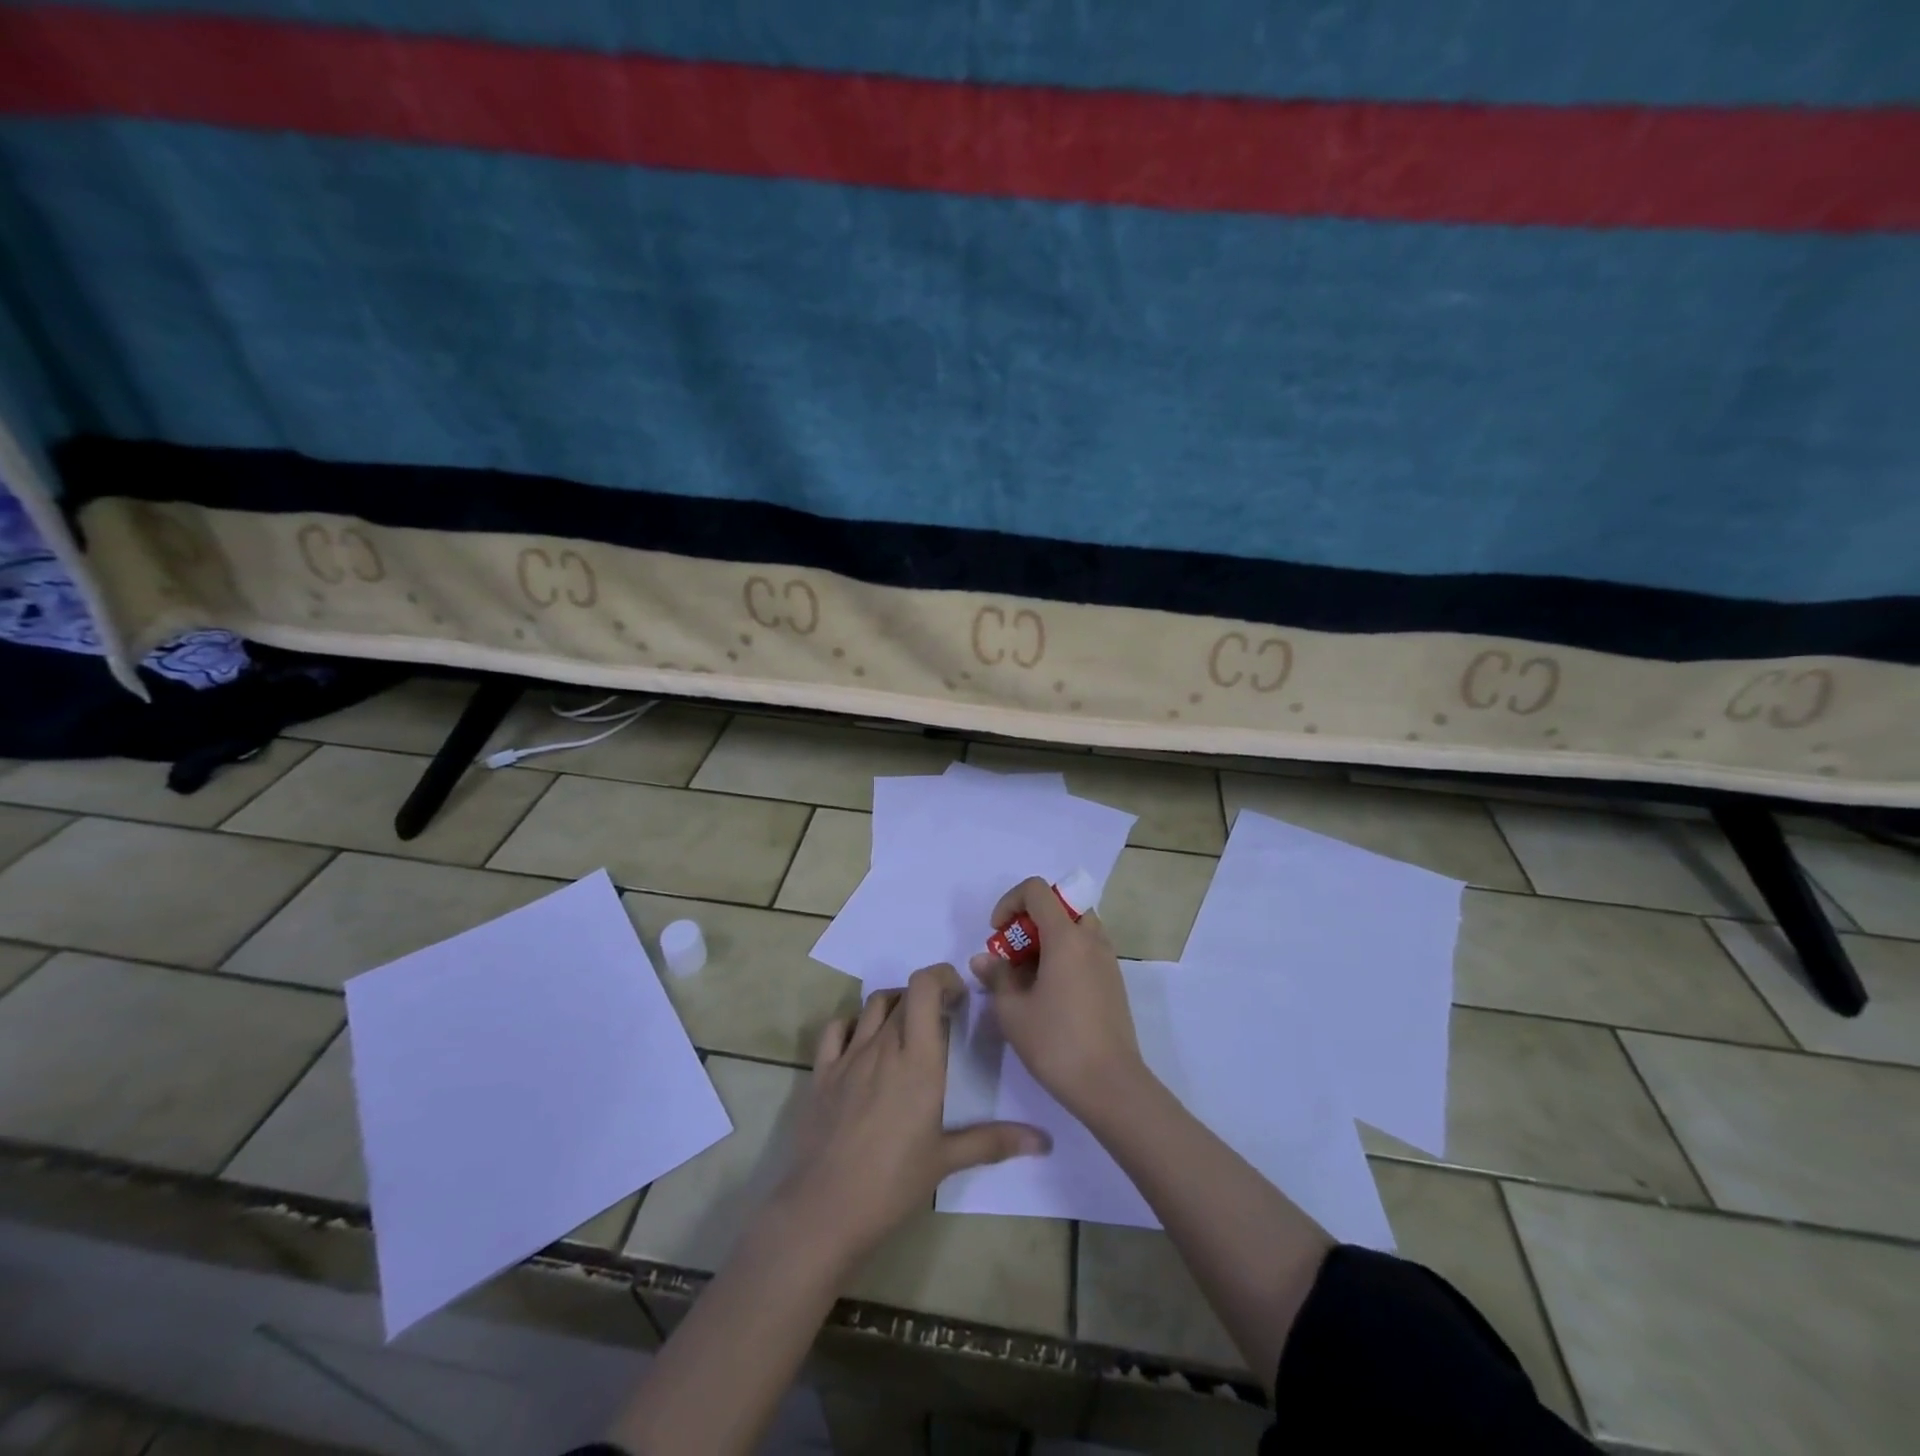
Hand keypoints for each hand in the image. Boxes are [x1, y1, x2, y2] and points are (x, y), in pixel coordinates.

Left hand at [774, 963, 1049, 1264]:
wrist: (825, 1209)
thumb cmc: (893, 1183)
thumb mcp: (947, 1160)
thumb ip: (995, 1142)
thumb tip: (1045, 1141)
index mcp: (918, 1059)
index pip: (925, 986)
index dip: (943, 977)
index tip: (960, 998)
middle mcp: (883, 1046)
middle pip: (904, 994)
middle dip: (927, 996)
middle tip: (944, 1020)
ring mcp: (849, 1056)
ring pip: (873, 1005)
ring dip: (895, 1004)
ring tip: (908, 1028)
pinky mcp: (822, 1072)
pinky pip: (836, 1028)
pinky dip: (854, 1023)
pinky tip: (864, 1043)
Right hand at [970, 878, 1146, 1118]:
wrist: (1110, 1085)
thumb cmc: (1056, 1042)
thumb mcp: (1012, 1010)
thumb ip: (996, 976)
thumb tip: (983, 959)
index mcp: (1066, 937)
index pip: (1038, 890)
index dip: (1010, 902)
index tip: (997, 933)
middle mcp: (1091, 939)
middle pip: (1061, 906)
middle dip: (1031, 920)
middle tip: (1014, 953)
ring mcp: (1107, 960)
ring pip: (1076, 928)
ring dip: (1050, 938)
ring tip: (1029, 975)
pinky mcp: (1114, 982)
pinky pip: (1087, 950)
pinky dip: (1066, 956)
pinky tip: (1050, 993)